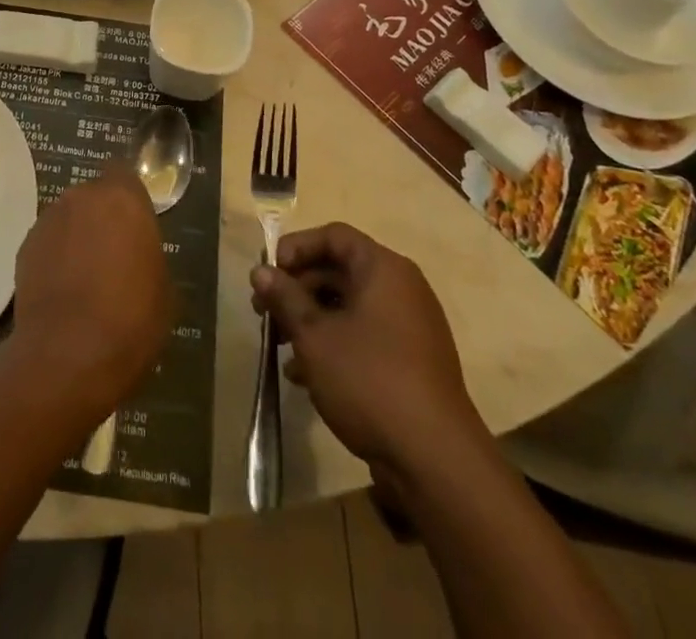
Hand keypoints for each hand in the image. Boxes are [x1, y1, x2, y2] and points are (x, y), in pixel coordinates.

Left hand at [11, 163, 170, 421]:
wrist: (67, 356)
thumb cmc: (130, 319)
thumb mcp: (163, 288)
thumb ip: (148, 254)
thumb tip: (137, 255)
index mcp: (122, 198)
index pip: (125, 174)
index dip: (130, 198)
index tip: (137, 224)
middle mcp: (81, 197)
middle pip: (94, 196)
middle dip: (103, 218)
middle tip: (114, 253)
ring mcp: (48, 220)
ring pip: (69, 218)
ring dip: (77, 236)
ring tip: (86, 277)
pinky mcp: (24, 247)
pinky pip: (48, 243)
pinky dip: (56, 257)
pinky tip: (63, 290)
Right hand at [250, 222, 482, 470]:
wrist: (435, 460)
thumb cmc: (369, 380)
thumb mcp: (315, 335)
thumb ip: (285, 297)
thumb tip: (261, 271)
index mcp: (384, 269)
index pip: (333, 236)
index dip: (296, 248)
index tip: (269, 274)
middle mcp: (401, 288)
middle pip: (339, 270)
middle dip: (297, 289)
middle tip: (264, 313)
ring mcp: (409, 327)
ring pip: (348, 306)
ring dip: (310, 320)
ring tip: (279, 347)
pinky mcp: (410, 362)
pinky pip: (364, 336)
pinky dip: (333, 344)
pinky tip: (303, 375)